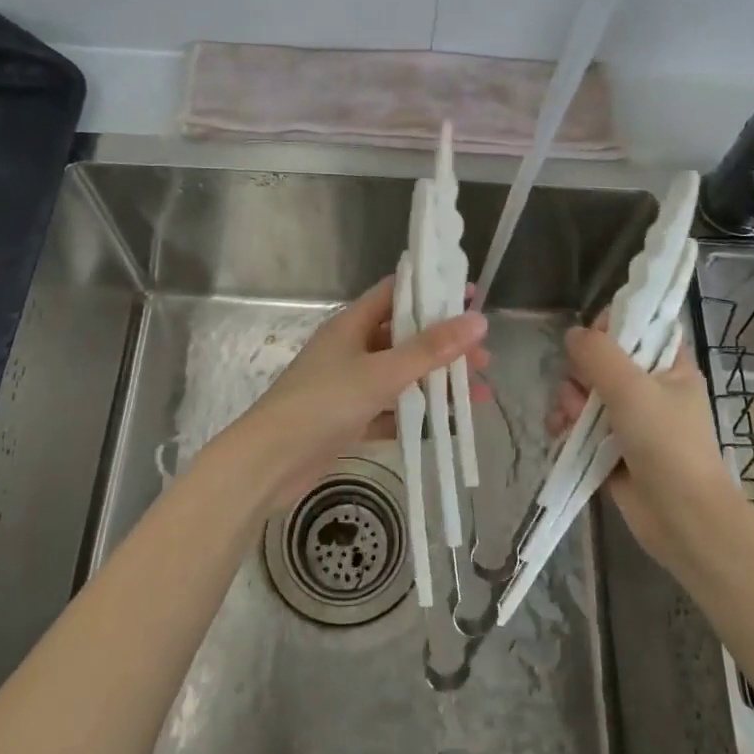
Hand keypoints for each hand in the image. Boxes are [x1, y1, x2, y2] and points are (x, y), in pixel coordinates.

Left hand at [226, 275, 489, 511]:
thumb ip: (430, 349)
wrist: (270, 461)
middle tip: (483, 358)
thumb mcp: (382, 373)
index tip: (470, 296)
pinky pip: (390, 410)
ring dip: (436, 382)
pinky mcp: (348, 419)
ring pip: (401, 376)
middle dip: (444, 346)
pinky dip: (416, 415)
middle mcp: (350, 348)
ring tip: (478, 393)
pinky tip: (448, 425)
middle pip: (404, 337)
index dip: (432, 291)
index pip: (396, 293)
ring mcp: (348, 385)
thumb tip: (478, 320)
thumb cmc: (323, 403)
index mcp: (352, 324)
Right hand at [547, 317, 737, 573]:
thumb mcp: (632, 388)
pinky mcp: (610, 445)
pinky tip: (560, 432)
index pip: (639, 327)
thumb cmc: (666, 444)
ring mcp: (628, 418)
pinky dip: (566, 425)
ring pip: (584, 391)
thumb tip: (573, 334)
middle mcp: (649, 387)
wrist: (681, 518)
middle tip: (584, 390)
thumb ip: (598, 354)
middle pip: (600, 359)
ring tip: (571, 421)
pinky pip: (578, 422)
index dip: (612, 327)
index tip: (595, 342)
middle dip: (581, 373)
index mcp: (669, 365)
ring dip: (569, 402)